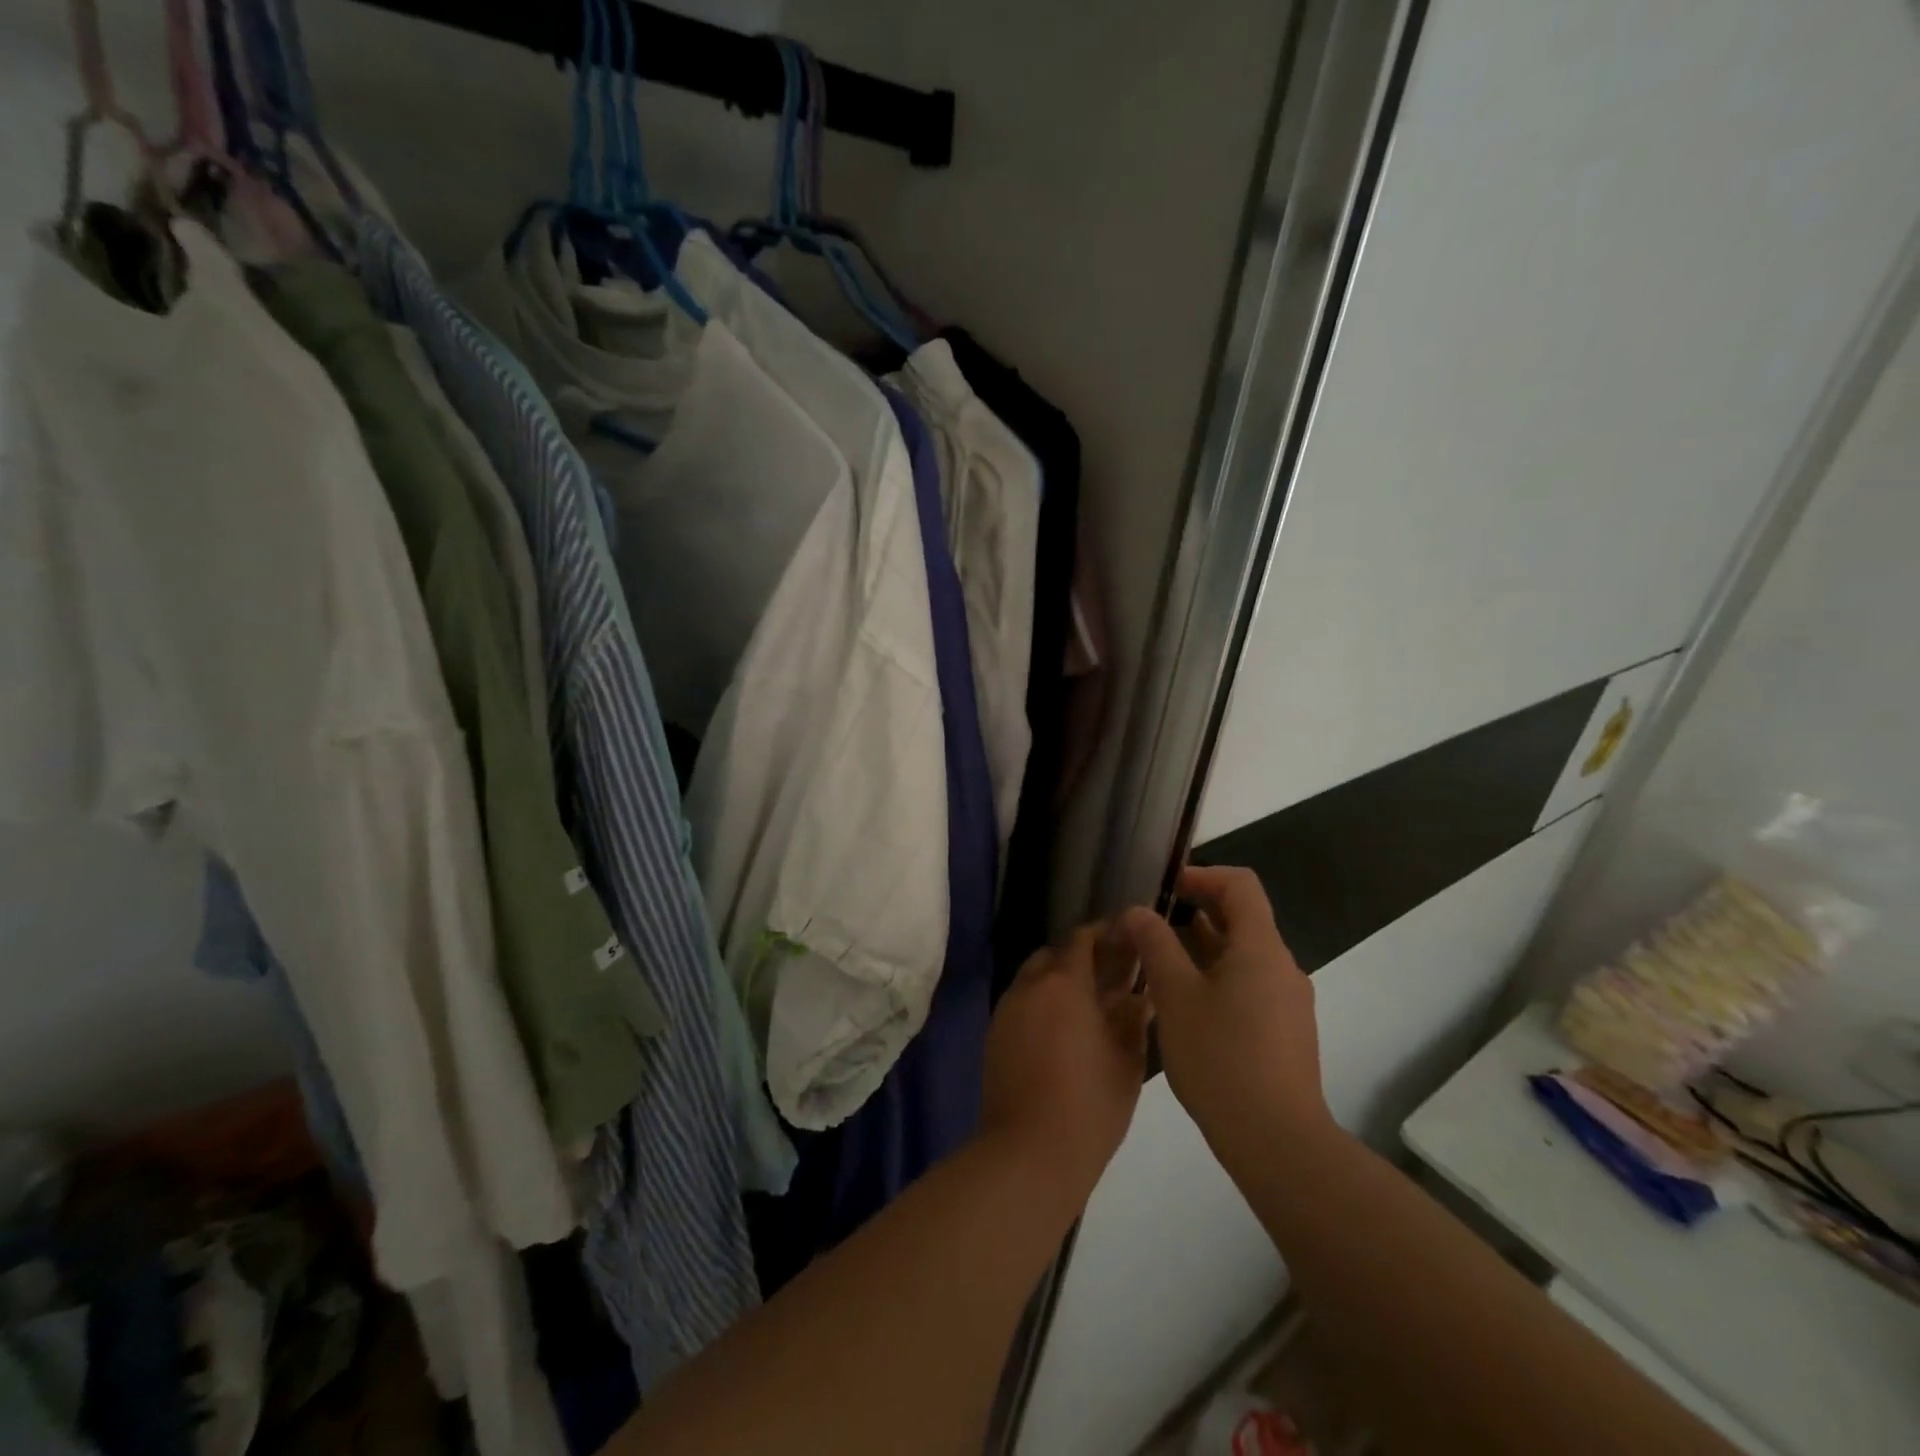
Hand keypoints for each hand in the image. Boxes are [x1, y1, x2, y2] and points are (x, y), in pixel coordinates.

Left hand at [981, 924, 1152, 1195]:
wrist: (1029, 1152)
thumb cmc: (1089, 1105)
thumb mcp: (1127, 1062)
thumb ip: (1133, 1020)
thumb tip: (1140, 996)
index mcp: (1064, 983)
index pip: (1082, 939)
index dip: (1104, 933)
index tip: (1126, 938)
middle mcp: (1029, 986)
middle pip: (1054, 954)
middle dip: (1080, 957)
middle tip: (1110, 974)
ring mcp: (1006, 1010)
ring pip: (1033, 978)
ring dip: (1058, 980)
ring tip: (1089, 1004)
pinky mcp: (994, 1035)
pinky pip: (1021, 1003)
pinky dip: (1041, 1003)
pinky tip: (1063, 1029)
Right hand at [1121, 866, 1331, 1170]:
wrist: (1278, 1143)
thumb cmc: (1222, 1059)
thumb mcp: (1175, 996)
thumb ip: (1155, 945)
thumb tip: (1136, 910)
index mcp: (1261, 948)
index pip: (1240, 885)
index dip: (1202, 875)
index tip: (1165, 887)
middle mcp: (1282, 967)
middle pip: (1243, 918)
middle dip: (1197, 910)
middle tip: (1152, 922)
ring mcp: (1288, 1002)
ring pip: (1243, 955)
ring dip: (1203, 947)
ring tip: (1159, 960)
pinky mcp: (1285, 1032)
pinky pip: (1249, 985)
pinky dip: (1216, 977)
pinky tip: (1185, 1004)